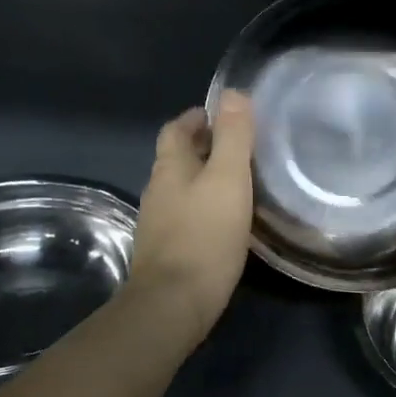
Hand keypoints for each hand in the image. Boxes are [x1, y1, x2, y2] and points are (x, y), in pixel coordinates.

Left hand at [129, 91, 254, 342]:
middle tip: (237, 146)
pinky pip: (185, 216)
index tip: (220, 115)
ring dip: (203, 178)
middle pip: (177, 158)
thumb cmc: (205, 235)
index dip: (196, 118)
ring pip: (181, 188)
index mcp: (170, 168)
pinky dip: (203, 207)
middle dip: (202, 147)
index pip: (176, 130)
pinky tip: (225, 219)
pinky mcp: (166, 251)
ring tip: (236, 180)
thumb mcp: (228, 179)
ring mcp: (158, 223)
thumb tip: (232, 93)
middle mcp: (158, 191)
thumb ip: (233, 137)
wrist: (174, 303)